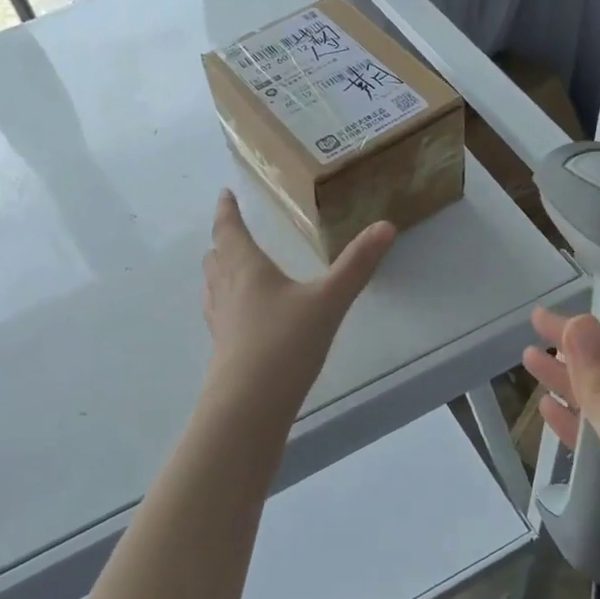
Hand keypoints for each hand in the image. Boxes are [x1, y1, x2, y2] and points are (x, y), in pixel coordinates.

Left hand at [201, 190, 395, 416]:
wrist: (250, 404)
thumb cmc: (286, 342)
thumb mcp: (328, 300)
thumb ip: (357, 265)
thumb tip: (386, 225)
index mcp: (246, 267)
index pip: (229, 229)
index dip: (226, 210)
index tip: (224, 194)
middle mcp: (226, 288)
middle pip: (216, 255)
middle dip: (223, 239)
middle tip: (232, 229)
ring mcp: (220, 319)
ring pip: (213, 284)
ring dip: (220, 268)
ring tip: (233, 265)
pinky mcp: (222, 346)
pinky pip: (219, 311)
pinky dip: (225, 299)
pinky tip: (241, 313)